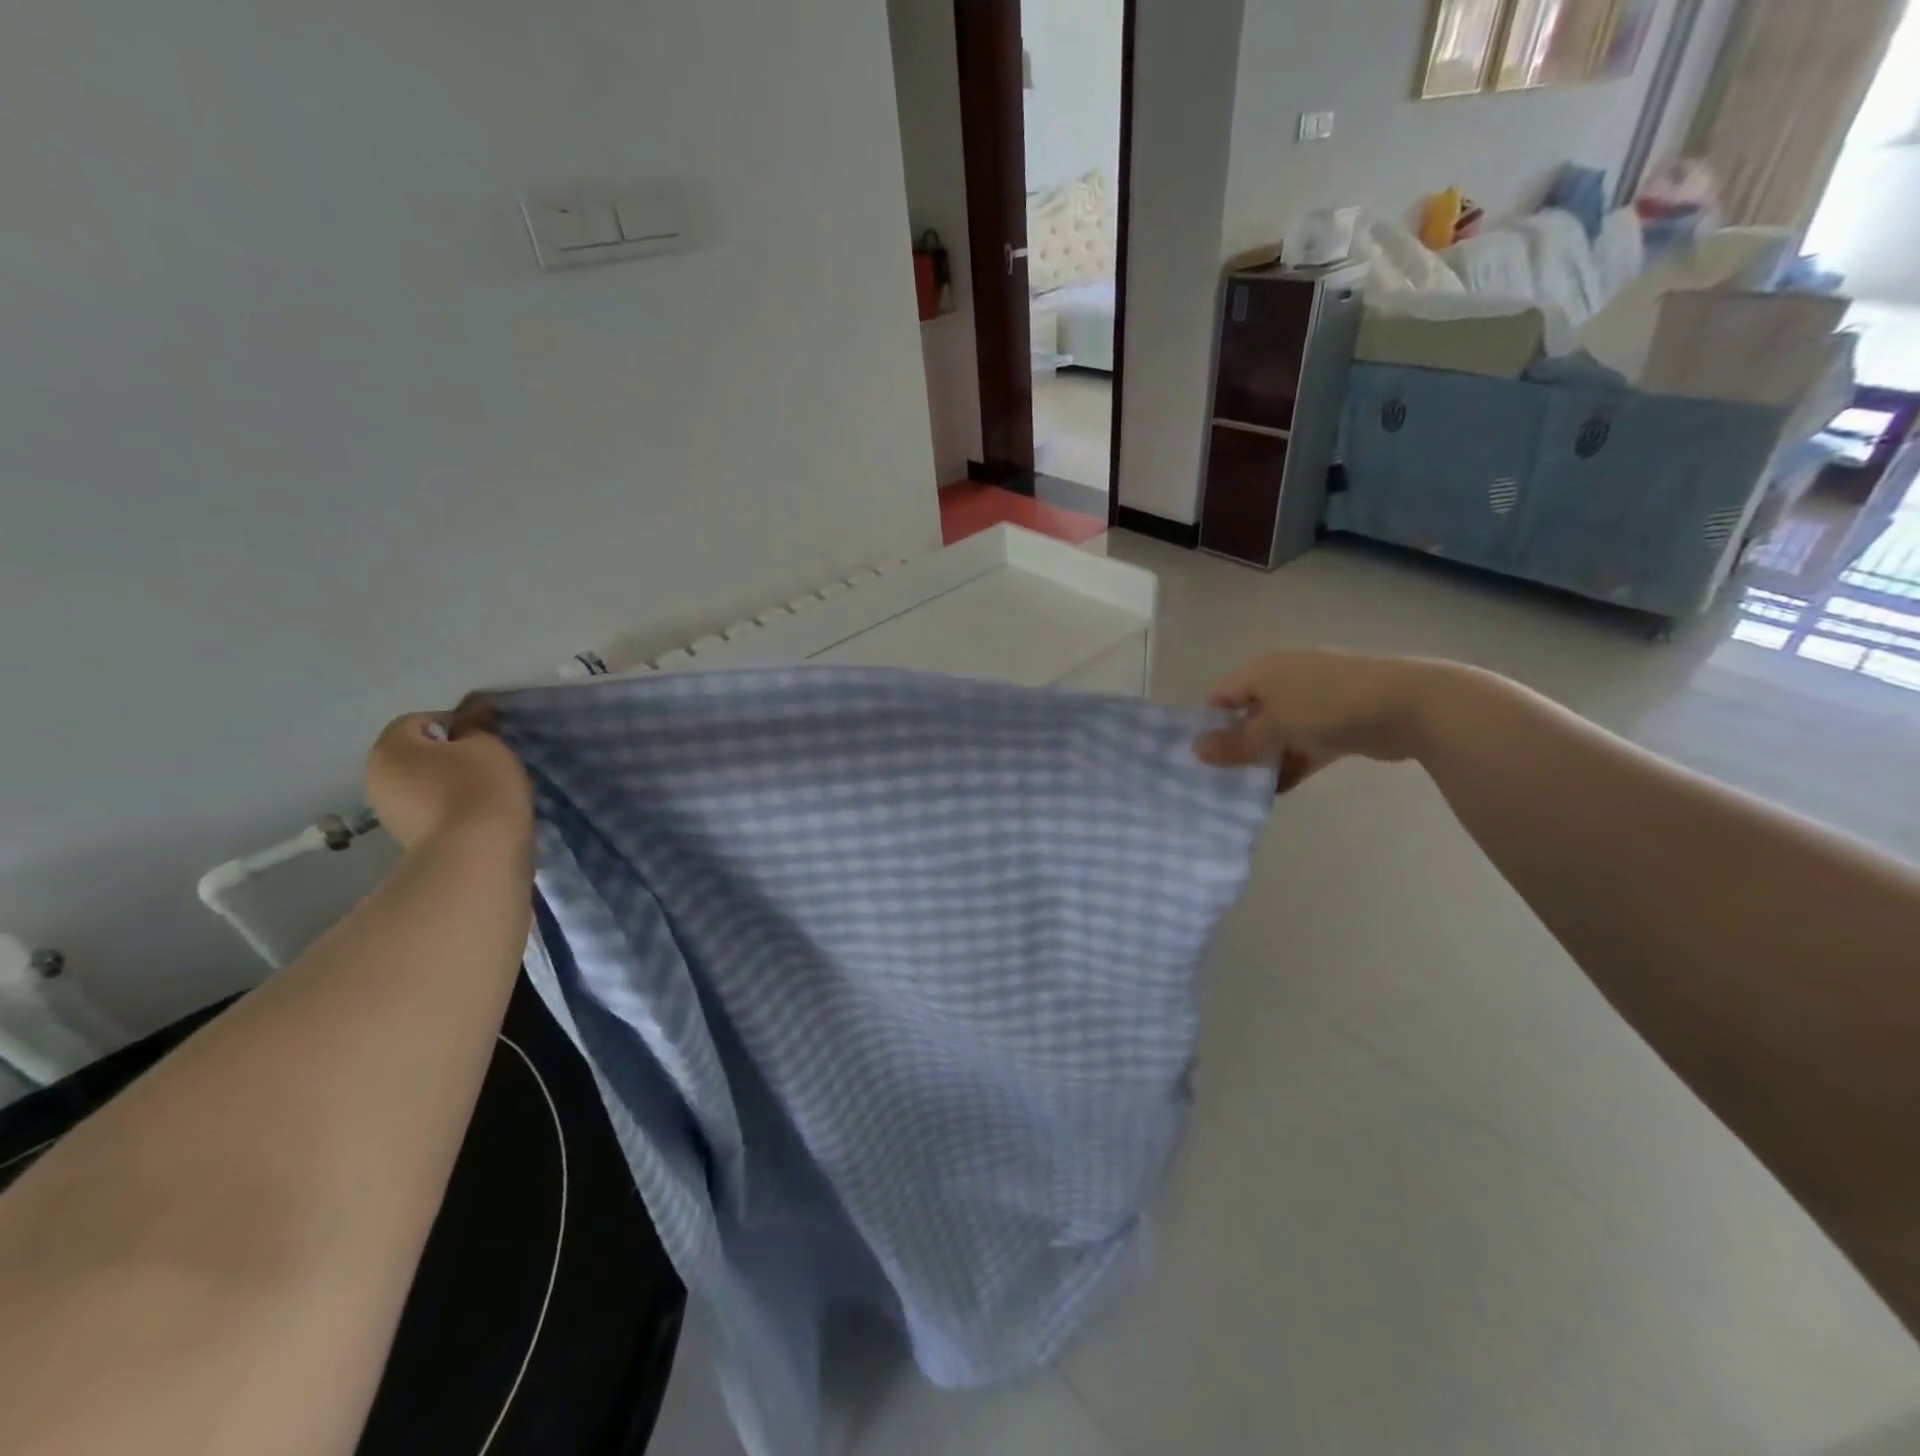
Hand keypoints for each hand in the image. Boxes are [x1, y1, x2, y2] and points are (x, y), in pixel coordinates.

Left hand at [365, 697, 532, 850]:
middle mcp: (376, 776)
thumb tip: (471, 714)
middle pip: (416, 754)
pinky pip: (429, 810)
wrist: (476, 854)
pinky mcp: (405, 839)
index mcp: (389, 747)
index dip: (456, 725)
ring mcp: (387, 812)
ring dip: (447, 784)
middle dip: (448, 756)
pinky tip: (475, 815)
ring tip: (484, 793)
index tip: (485, 740)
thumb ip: (477, 726)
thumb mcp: (488, 745)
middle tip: (486, 765)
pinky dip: (449, 808)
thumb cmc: (480, 787)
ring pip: (422, 783)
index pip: (421, 721)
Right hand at [1193, 650, 1440, 785]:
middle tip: (1218, 779)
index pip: (1221, 695)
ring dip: (1264, 760)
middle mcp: (1286, 680)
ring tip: (1245, 791)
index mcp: (1264, 671)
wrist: (1409, 704)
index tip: (1197, 758)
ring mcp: (1315, 701)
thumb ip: (1236, 742)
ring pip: (1278, 733)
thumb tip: (1194, 750)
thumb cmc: (1327, 705)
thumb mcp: (1274, 726)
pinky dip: (1292, 764)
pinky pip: (1304, 745)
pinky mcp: (1339, 723)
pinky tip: (1278, 791)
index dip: (1207, 723)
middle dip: (1235, 746)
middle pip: (1249, 715)